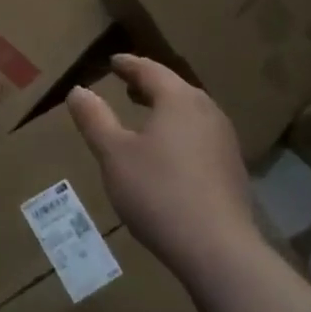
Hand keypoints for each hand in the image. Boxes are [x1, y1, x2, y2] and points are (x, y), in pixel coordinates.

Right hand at [66, 54, 257, 278]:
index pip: (150, 70)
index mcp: (179, 99)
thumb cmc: (159, 193)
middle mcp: (207, 111)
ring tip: (146, 117)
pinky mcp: (232, 169)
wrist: (218, 250)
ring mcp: (224, 140)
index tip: (113, 61)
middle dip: (149, 85)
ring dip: (166, 109)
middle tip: (127, 86)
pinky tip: (169, 154)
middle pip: (174, 88)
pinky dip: (180, 132)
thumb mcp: (114, 155)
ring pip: (190, 112)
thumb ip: (95, 119)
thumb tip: (78, 91)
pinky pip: (200, 135)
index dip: (129, 65)